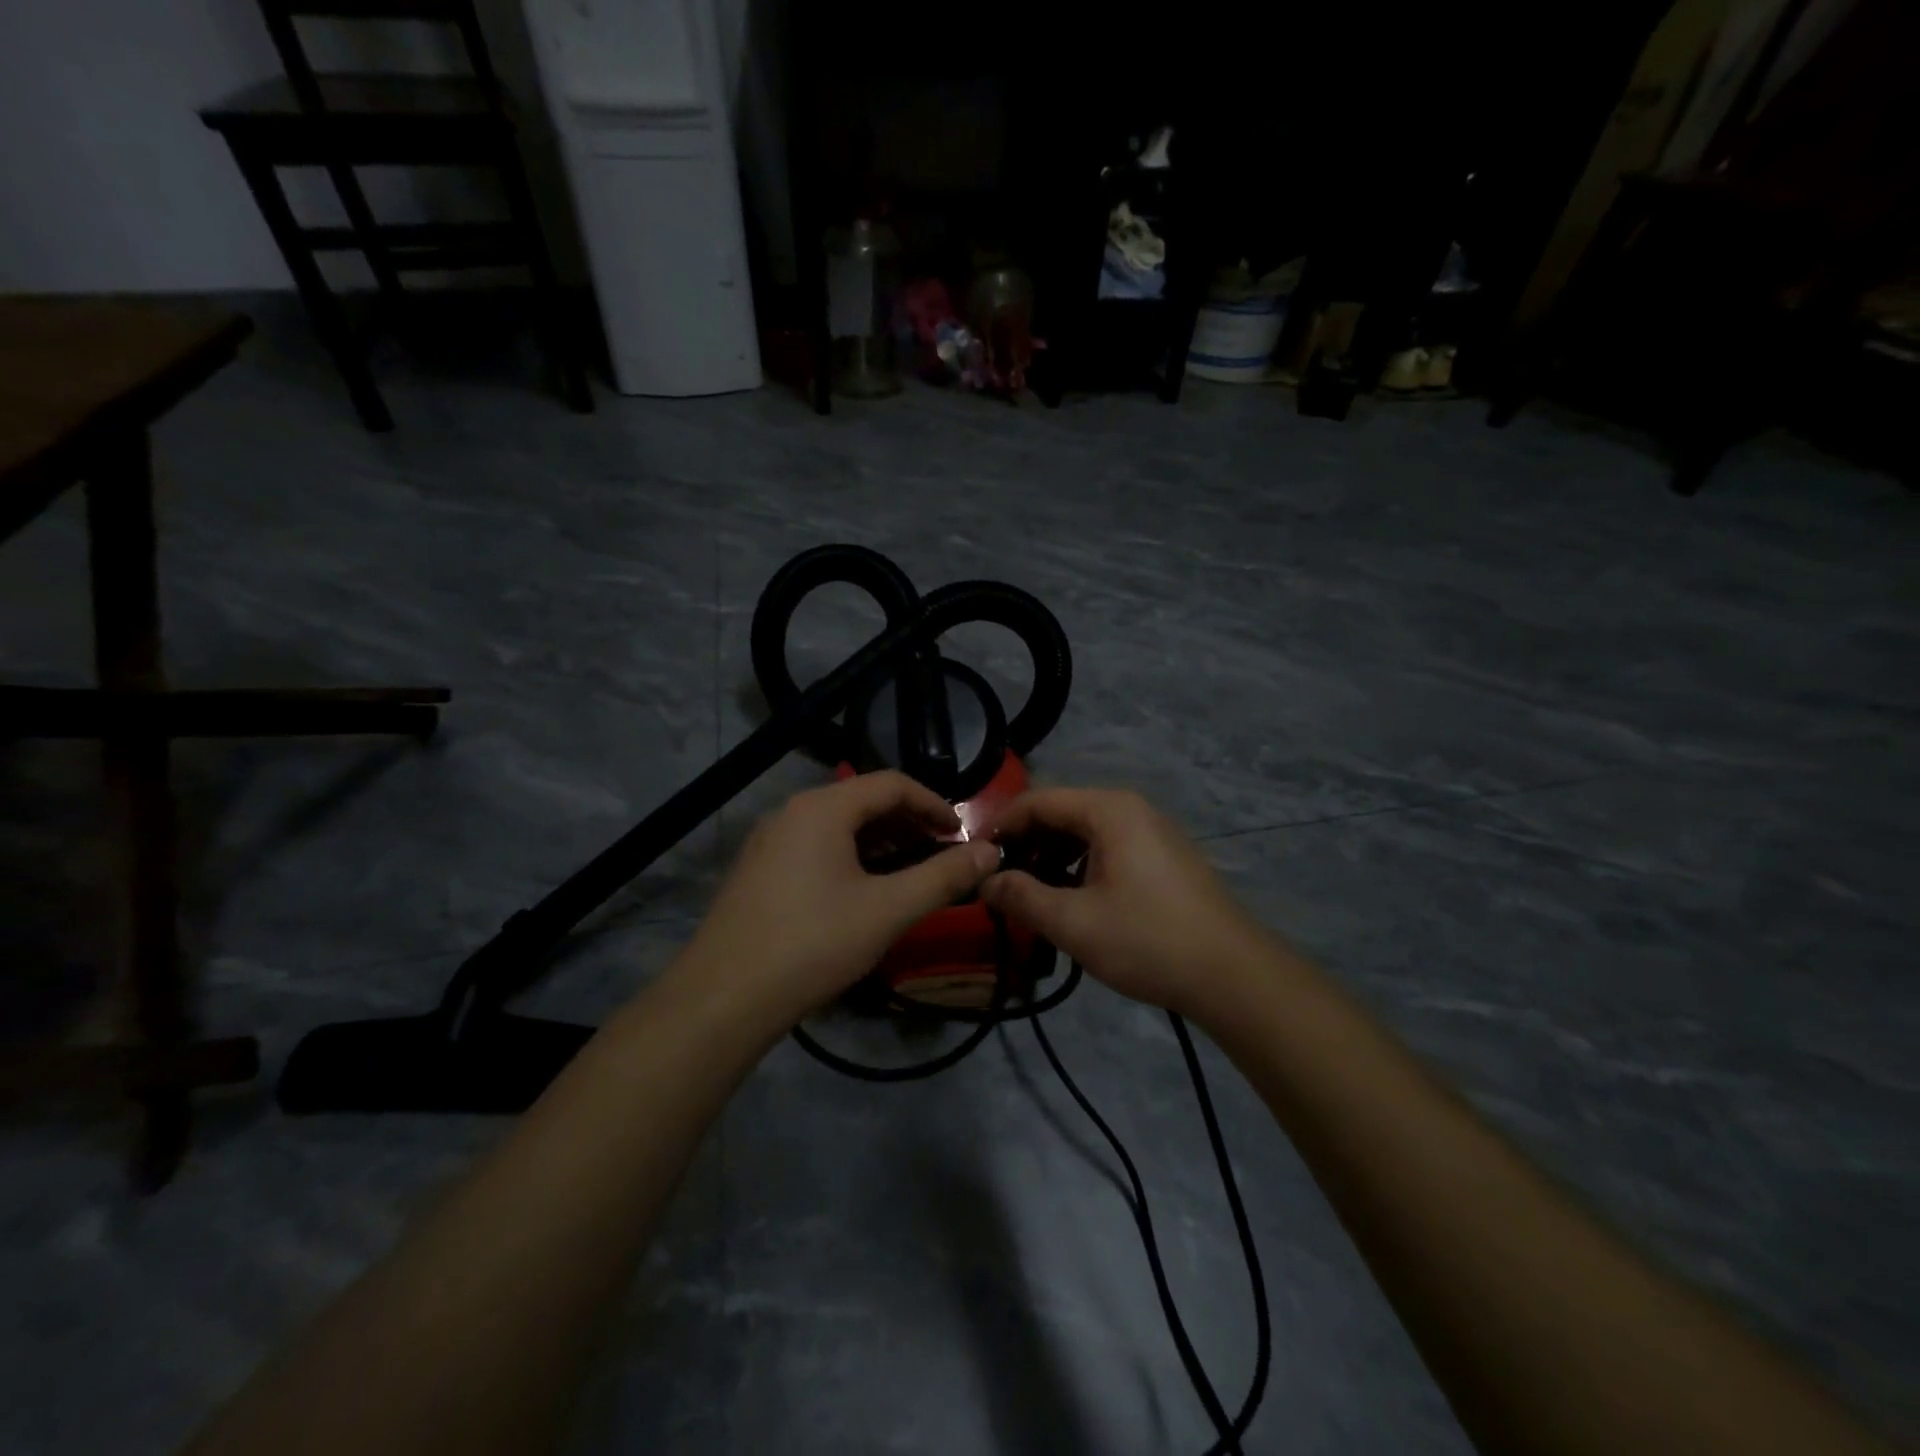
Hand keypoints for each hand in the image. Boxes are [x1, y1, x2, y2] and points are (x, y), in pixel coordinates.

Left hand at [675, 772, 999, 1027]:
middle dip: (909, 823)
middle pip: (863, 801)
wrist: (723, 998)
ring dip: (880, 842)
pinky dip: (850, 857)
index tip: (962, 834)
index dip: (934, 804)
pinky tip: (862, 892)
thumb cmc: (813, 943)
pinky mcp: (758, 869)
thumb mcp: (888, 910)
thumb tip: (990, 852)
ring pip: (838, 826)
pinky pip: (815, 846)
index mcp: (823, 807)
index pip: (892, 784)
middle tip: (941, 854)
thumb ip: (943, 877)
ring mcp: (769, 840)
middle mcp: (792, 811)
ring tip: (909, 873)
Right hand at [983, 788, 1273, 1018]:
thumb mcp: (1073, 923)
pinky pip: (1109, 847)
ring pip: (1085, 832)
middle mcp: (1131, 809)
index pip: (1038, 801)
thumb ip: (1021, 897)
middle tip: (1001, 881)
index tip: (976, 858)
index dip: (1002, 826)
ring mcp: (1152, 831)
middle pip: (1062, 813)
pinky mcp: (1164, 856)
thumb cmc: (1147, 940)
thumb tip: (985, 882)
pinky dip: (1081, 866)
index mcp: (1109, 810)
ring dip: (1052, 857)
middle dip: (1027, 844)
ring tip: (1032, 895)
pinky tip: (1072, 900)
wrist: (1232, 975)